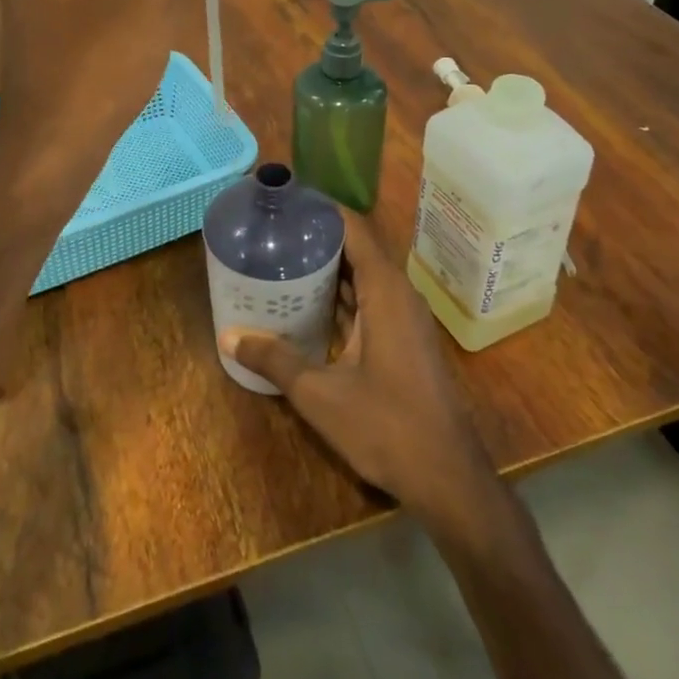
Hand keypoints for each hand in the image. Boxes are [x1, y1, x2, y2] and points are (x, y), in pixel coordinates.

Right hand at [221, 212, 495, 520]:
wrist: (448, 477)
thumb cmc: (387, 426)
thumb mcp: (320, 395)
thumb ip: (275, 361)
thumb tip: (229, 336)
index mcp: (385, 291)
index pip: (354, 229)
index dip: (322, 210)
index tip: (287, 201)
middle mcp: (399, 295)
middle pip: (358, 249)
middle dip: (318, 237)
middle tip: (274, 232)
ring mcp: (405, 319)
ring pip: (365, 277)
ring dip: (330, 268)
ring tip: (284, 259)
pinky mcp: (405, 340)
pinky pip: (371, 301)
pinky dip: (342, 296)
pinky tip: (309, 306)